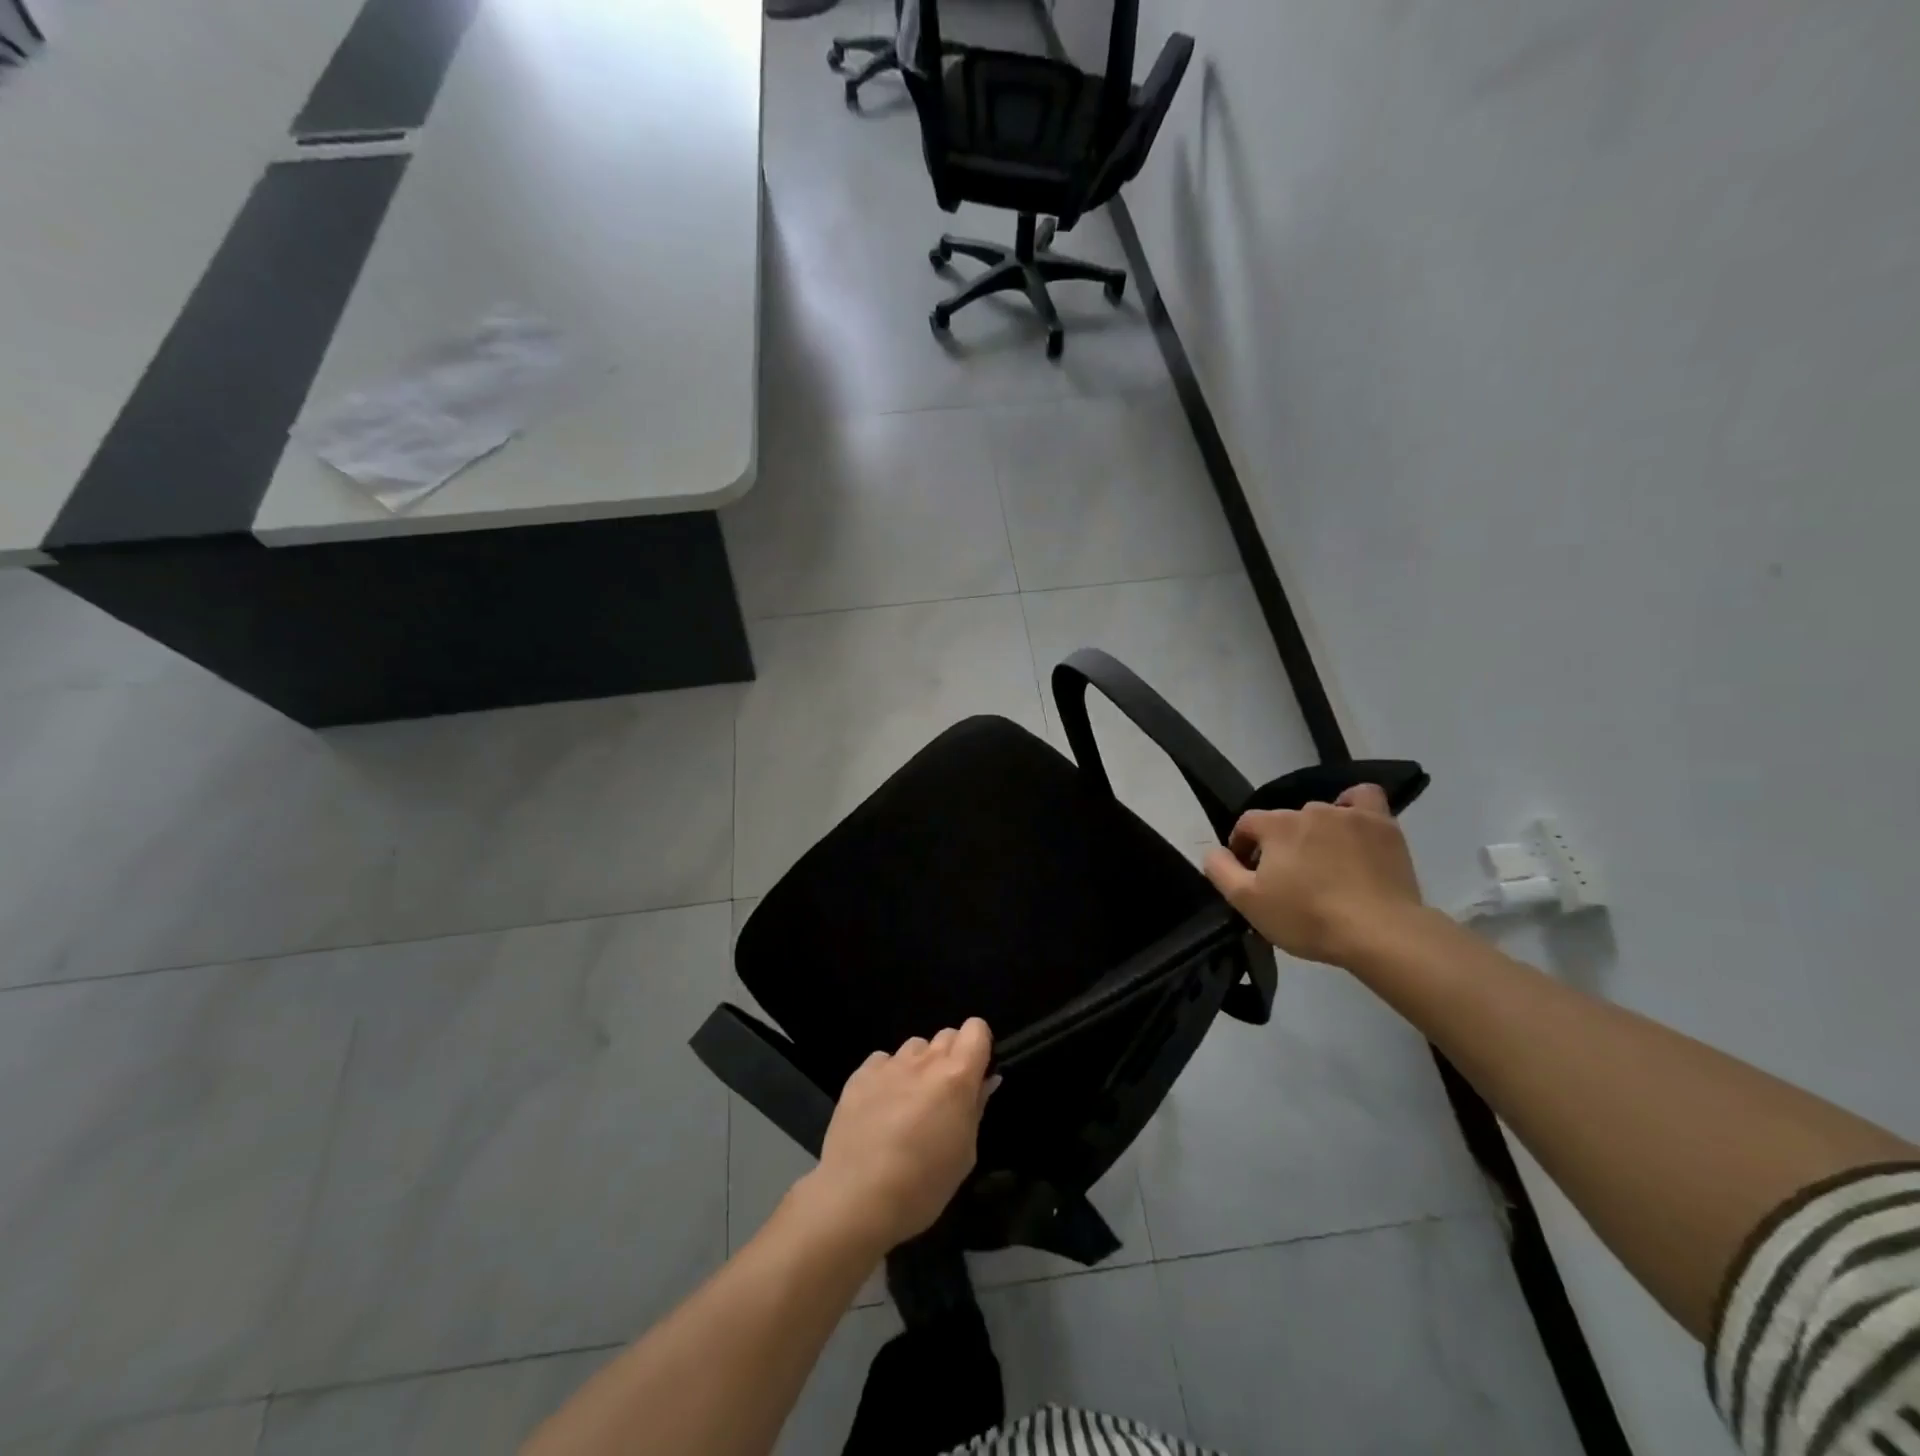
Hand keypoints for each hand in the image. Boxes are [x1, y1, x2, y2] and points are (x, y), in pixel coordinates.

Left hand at [801, 1020, 997, 1254]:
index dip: (978, 1047)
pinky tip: (880, 1107)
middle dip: (951, 1057)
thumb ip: (975, 1109)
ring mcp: (889, 1064)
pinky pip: (882, 1061)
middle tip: (944, 1096)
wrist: (856, 1198)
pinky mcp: (859, 1075)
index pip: (976, 1028)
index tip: (975, 1075)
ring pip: (915, 1047)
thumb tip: (984, 1082)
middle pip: (946, 1035)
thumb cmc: (922, 1185)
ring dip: (919, 1067)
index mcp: (956, 1077)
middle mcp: (924, 1061)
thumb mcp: (964, 1155)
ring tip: (908, 1103)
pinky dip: (887, 1077)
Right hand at [1203, 783, 1425, 965]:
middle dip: (1280, 845)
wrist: (1380, 933)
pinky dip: (1353, 808)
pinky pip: (1363, 800)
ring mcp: (1349, 815)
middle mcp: (1310, 810)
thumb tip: (1213, 851)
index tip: (1249, 875)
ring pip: (1321, 815)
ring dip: (1314, 835)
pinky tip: (1352, 828)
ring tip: (1324, 866)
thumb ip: (1221, 871)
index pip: (1247, 823)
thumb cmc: (1308, 918)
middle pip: (1284, 822)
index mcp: (1276, 826)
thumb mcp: (1248, 902)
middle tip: (1288, 880)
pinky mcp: (1383, 826)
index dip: (1242, 847)